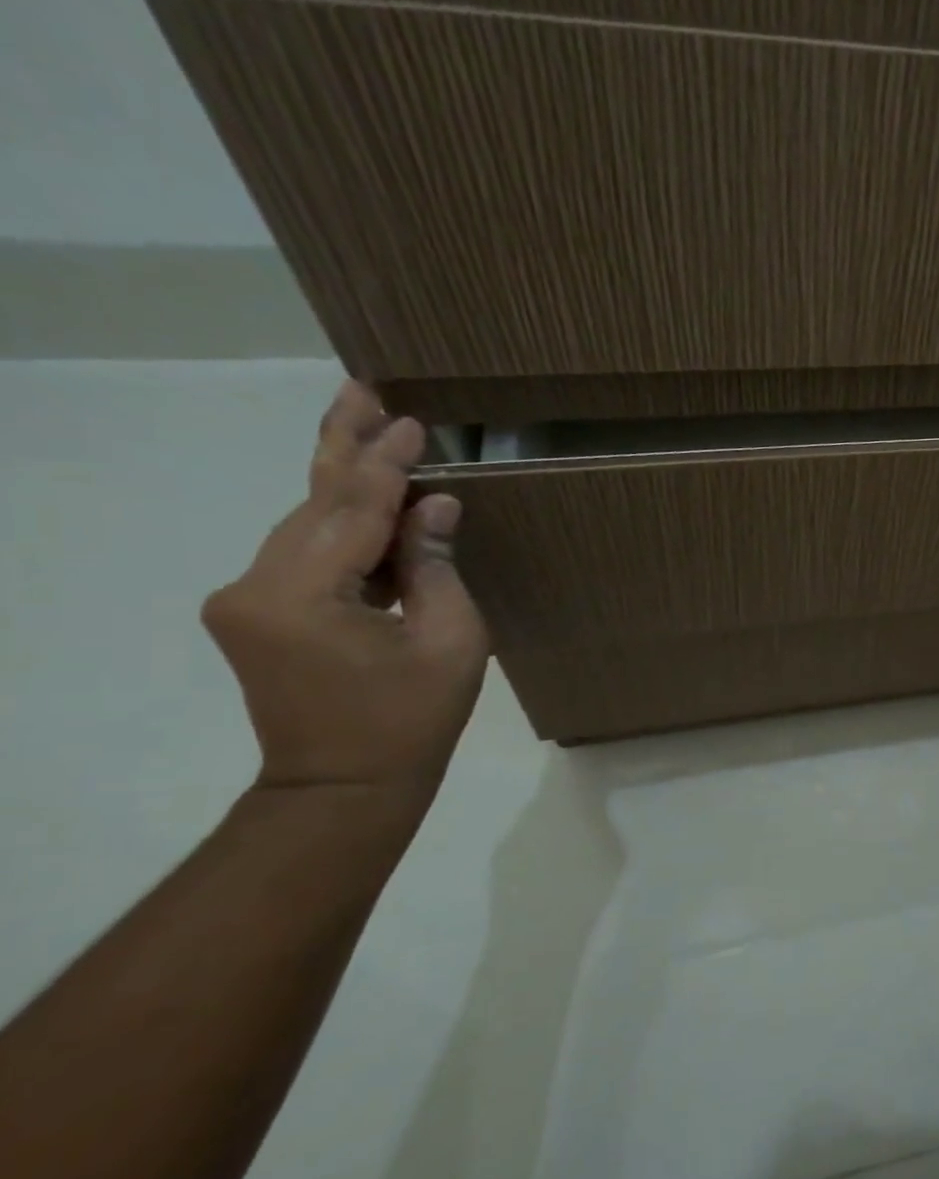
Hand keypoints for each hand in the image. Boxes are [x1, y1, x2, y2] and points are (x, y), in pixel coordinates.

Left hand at [203, 382, 488, 797]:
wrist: (344, 787)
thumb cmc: (412, 719)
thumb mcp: (450, 640)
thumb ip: (435, 566)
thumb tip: (436, 505)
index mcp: (302, 595)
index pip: (352, 509)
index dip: (386, 463)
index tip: (413, 422)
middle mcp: (255, 585)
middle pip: (312, 502)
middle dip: (345, 447)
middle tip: (364, 390)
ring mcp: (248, 599)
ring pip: (307, 523)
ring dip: (345, 482)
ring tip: (372, 430)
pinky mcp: (258, 612)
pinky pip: (307, 552)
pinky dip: (343, 523)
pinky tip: (371, 499)